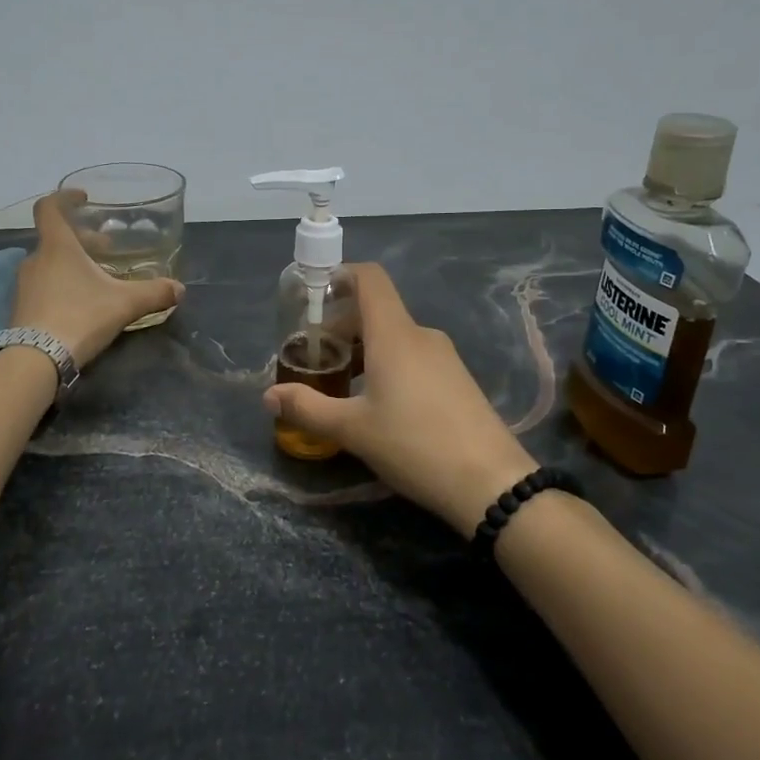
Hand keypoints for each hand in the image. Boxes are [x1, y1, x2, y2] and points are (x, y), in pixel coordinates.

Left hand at [11, 191, 183, 367]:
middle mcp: (36, 260)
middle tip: (106, 248)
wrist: (37, 359)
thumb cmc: (80, 317)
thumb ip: (154, 293)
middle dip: (82, 239)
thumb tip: (180, 289)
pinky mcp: (22, 309)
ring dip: (71, 264)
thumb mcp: (125, 304)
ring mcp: (25, 285)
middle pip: (55, 238)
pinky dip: (61, 285)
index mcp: (57, 247)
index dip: (64, 197)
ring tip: (97, 278)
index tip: (83, 198)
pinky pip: (43, 286)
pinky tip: (81, 304)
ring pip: (49, 263)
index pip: (49, 208)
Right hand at [262, 263, 536, 535]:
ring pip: (394, 337)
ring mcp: (444, 357)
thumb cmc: (415, 445)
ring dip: (364, 350)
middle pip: (376, 310)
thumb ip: (307, 408)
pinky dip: (387, 365)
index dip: (340, 276)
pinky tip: (378, 404)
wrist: (491, 483)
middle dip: (341, 326)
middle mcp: (421, 335)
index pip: (369, 278)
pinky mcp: (457, 380)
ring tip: (341, 385)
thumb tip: (268, 396)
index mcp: (394, 334)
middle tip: (316, 359)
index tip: (313, 298)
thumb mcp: (352, 430)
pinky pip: (413, 357)